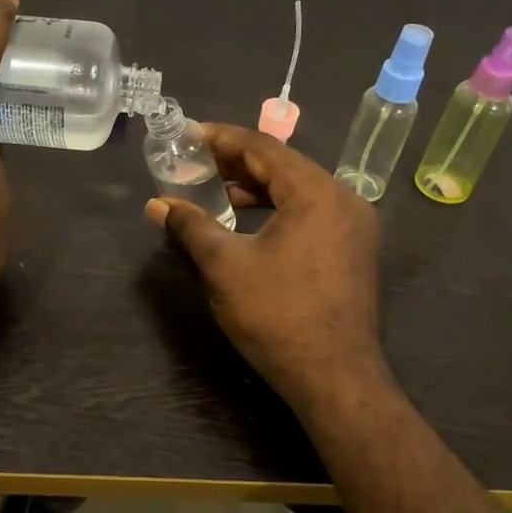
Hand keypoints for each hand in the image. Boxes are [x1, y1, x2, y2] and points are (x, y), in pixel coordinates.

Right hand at [145, 124, 386, 411]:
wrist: (335, 378)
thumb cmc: (277, 315)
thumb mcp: (225, 266)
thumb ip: (191, 226)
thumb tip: (156, 205)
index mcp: (316, 193)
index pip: (264, 148)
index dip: (222, 138)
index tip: (189, 134)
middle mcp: (344, 199)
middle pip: (284, 165)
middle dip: (238, 162)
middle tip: (197, 162)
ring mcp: (354, 227)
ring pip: (299, 190)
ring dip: (257, 187)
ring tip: (217, 192)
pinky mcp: (354, 251)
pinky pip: (311, 212)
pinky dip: (278, 209)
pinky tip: (250, 223)